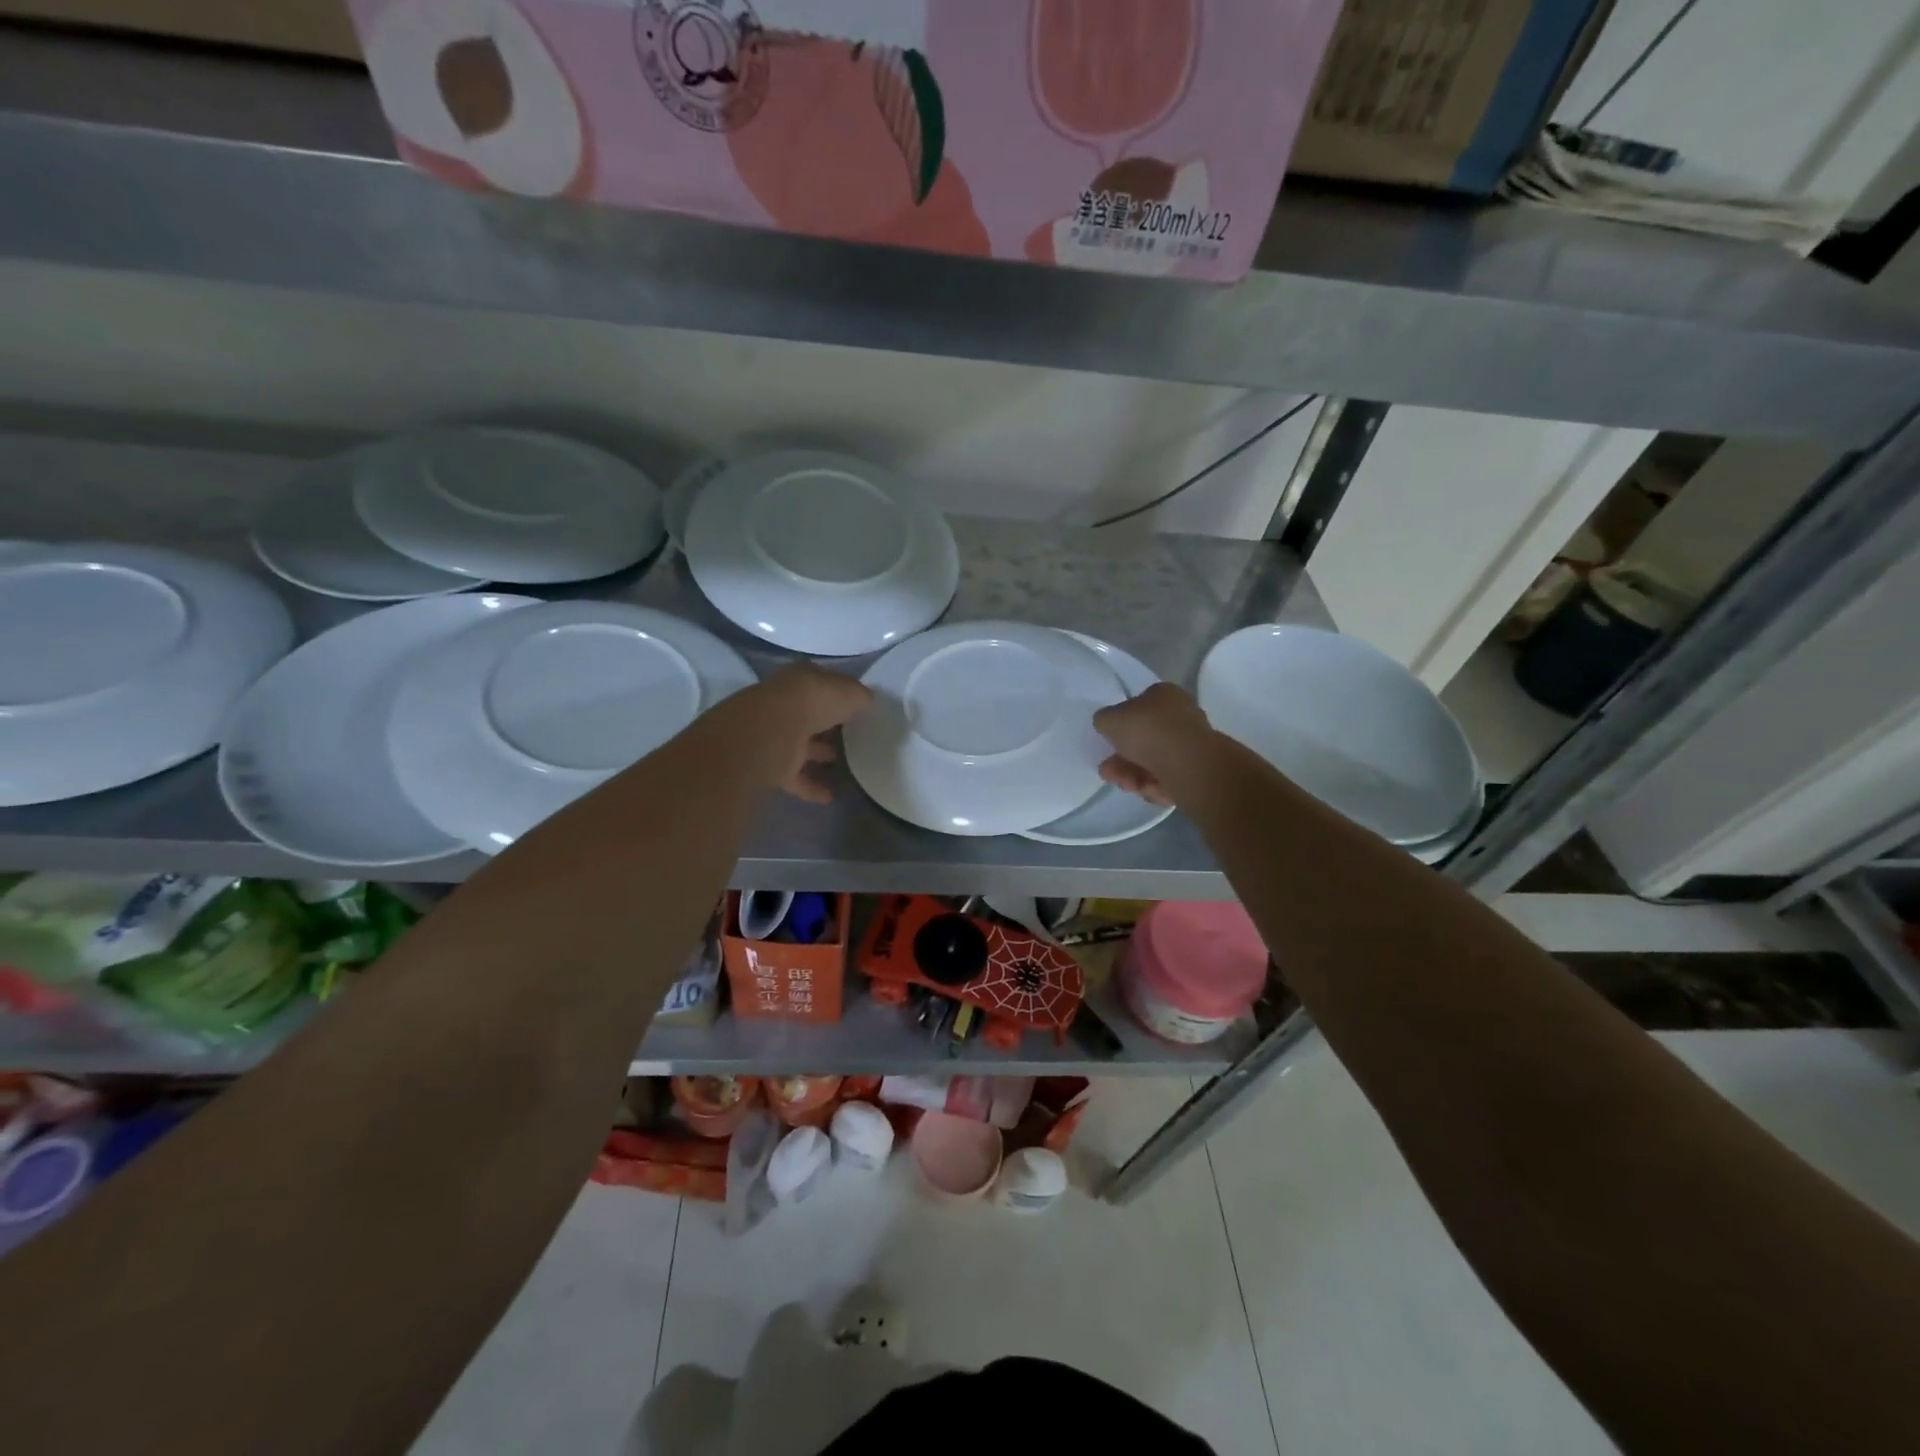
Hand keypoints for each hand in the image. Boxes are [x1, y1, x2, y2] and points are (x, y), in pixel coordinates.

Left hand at [736, 663, 873, 803]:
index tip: (856, 709)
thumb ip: (861, 698)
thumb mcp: (850, 692)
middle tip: (852, 739)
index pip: (822, 684)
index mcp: (801, 679)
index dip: (838, 694)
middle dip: (827, 726)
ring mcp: (774, 734)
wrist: (773, 730)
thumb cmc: (814, 701)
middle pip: (810, 715)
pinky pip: (795, 776)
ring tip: (843, 765)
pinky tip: (831, 796)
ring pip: (801, 745)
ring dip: (819, 755)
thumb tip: (867, 703)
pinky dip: (811, 786)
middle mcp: (785, 703)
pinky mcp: (770, 763)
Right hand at [1093, 683, 1217, 806]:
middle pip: (1144, 739)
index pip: (1139, 706)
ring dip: (1133, 774)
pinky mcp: (1197, 771)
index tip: (1109, 742)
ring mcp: (1191, 745)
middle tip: (1109, 772)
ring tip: (1126, 784)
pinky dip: (1154, 785)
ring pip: (1153, 762)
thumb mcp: (1109, 719)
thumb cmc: (1147, 731)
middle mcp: (1181, 716)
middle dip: (1122, 759)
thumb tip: (1108, 724)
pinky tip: (1147, 789)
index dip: (1121, 725)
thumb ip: (1104, 720)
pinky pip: (1167, 779)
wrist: (1187, 764)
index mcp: (1165, 695)